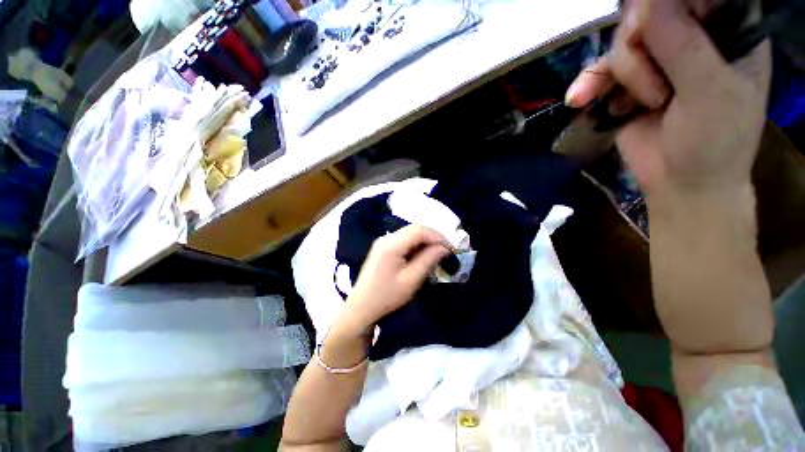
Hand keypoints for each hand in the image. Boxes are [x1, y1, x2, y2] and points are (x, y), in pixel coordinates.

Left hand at [334, 224, 449, 336]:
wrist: (361, 308)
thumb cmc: (386, 297)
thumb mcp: (411, 280)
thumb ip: (428, 260)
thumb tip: (444, 248)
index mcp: (391, 244)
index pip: (419, 230)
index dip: (437, 236)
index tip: (450, 248)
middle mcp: (386, 238)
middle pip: (415, 229)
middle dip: (433, 238)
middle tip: (445, 252)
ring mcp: (383, 242)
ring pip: (410, 234)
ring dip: (425, 242)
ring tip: (436, 255)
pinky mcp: (383, 248)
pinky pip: (404, 240)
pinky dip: (416, 246)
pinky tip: (421, 257)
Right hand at [566, 0, 771, 194]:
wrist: (682, 185)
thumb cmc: (713, 143)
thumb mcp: (709, 92)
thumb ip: (682, 44)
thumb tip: (645, 3)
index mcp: (726, 34)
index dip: (666, 7)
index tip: (653, 29)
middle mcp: (691, 39)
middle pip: (649, 16)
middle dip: (640, 52)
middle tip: (655, 90)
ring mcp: (658, 62)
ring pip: (622, 44)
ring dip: (620, 75)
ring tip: (637, 106)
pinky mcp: (630, 85)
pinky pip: (601, 73)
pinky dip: (589, 86)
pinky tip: (579, 100)